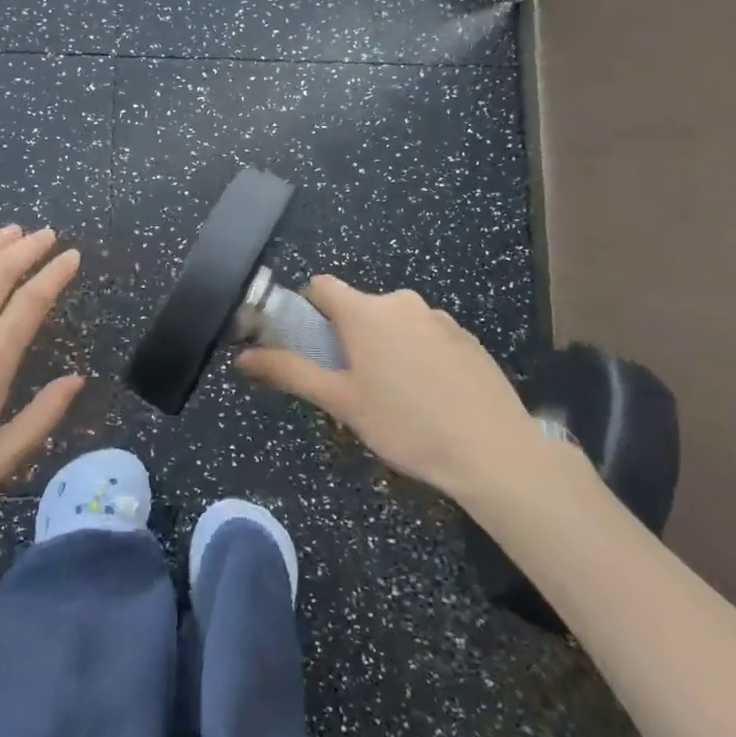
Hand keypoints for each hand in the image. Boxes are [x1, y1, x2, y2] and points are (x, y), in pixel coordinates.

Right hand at [237, 275, 586, 504]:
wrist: (492, 450)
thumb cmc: (405, 424)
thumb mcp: (341, 402)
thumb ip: (290, 372)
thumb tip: (243, 358)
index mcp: (365, 311)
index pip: (321, 286)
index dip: (308, 309)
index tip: (309, 344)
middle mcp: (401, 302)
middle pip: (359, 307)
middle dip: (349, 337)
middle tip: (352, 385)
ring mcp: (438, 316)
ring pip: (395, 323)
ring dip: (385, 346)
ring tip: (396, 398)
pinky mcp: (466, 336)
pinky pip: (426, 335)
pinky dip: (418, 355)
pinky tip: (432, 397)